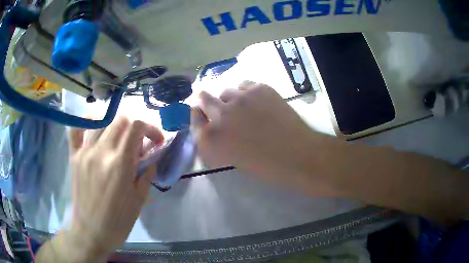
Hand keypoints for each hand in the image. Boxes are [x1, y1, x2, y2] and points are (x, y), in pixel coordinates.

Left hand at [66, 117, 163, 258]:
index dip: (150, 128)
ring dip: (115, 126)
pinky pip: (76, 130)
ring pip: (102, 121)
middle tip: (138, 145)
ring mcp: (84, 152)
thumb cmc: (118, 221)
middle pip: (120, 120)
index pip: (136, 127)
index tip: (155, 141)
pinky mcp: (74, 156)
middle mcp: (101, 152)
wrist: (91, 232)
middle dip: (135, 128)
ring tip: (118, 141)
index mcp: (120, 164)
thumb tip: (153, 153)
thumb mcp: (139, 200)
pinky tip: (95, 129)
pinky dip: (86, 123)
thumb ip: (146, 172)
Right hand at [197, 81, 329, 189]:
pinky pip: (244, 85)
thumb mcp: (231, 158)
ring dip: (229, 98)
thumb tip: (211, 125)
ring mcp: (239, 98)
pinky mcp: (258, 89)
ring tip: (242, 106)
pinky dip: (245, 92)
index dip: (197, 115)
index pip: (193, 119)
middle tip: (213, 102)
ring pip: (225, 91)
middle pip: (202, 97)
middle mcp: (219, 115)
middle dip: (204, 100)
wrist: (297, 155)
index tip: (201, 113)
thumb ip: (216, 141)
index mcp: (210, 140)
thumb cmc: (265, 166)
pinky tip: (255, 102)